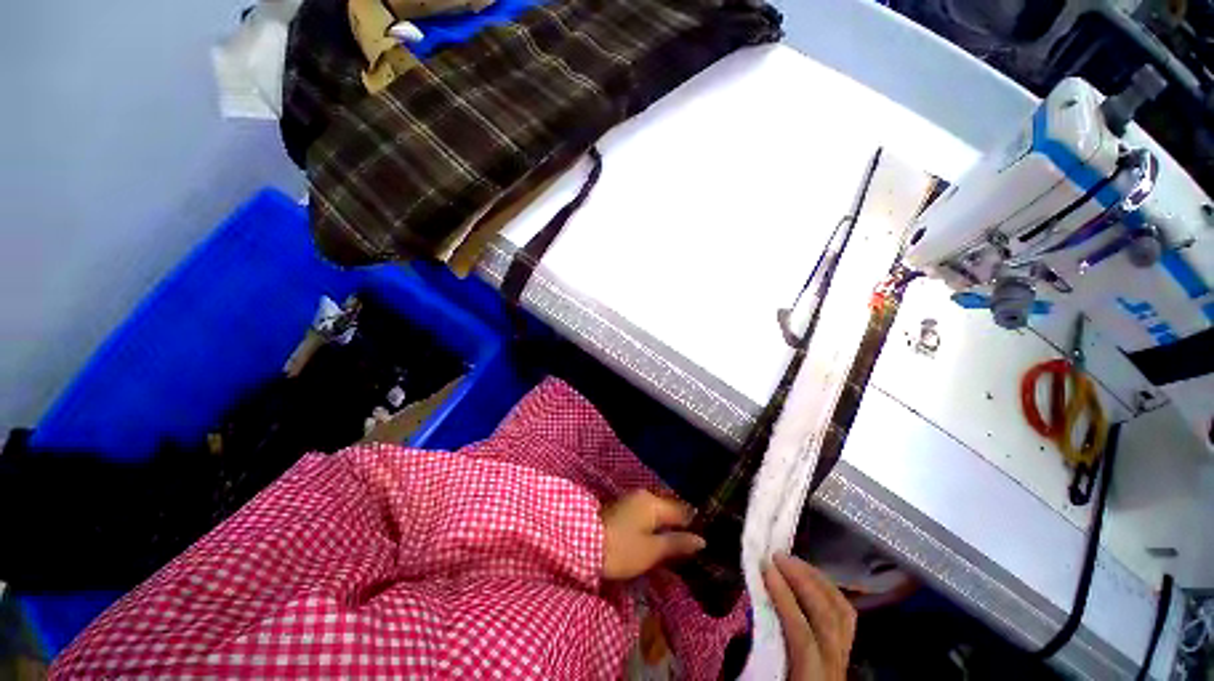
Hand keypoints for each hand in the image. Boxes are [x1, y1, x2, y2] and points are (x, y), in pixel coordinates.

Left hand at [600, 490, 705, 579]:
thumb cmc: (621, 549)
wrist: (583, 544)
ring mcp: (631, 499)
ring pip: (657, 509)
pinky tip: (656, 535)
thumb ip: (676, 543)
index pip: (682, 511)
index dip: (693, 525)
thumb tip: (701, 540)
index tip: (703, 540)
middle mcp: (644, 495)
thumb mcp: (651, 551)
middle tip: (690, 543)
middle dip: (680, 523)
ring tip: (675, 542)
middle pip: (669, 507)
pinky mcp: (622, 507)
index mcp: (653, 503)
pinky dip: (654, 522)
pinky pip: (646, 511)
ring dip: (666, 523)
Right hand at [763, 553, 856, 680]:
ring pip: (843, 614)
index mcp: (811, 679)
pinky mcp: (843, 653)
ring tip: (792, 562)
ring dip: (818, 581)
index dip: (785, 599)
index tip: (765, 570)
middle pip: (829, 618)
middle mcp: (835, 669)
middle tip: (776, 557)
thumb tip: (743, 617)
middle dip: (803, 581)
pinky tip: (810, 579)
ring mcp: (843, 660)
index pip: (803, 635)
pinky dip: (829, 591)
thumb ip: (755, 656)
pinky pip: (845, 617)